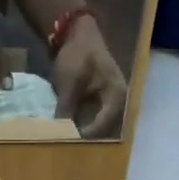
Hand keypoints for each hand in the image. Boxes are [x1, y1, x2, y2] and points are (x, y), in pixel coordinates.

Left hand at [51, 15, 127, 137]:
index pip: (103, 125)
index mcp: (116, 96)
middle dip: (84, 137)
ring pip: (97, 125)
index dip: (85, 136)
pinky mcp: (100, 101)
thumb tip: (59, 132)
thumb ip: (66, 109)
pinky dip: (81, 123)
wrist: (77, 33)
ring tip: (66, 140)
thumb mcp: (70, 83)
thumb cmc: (77, 55)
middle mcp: (118, 102)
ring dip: (82, 132)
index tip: (67, 142)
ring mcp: (110, 102)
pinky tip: (67, 129)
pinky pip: (92, 118)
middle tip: (66, 146)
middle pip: (103, 129)